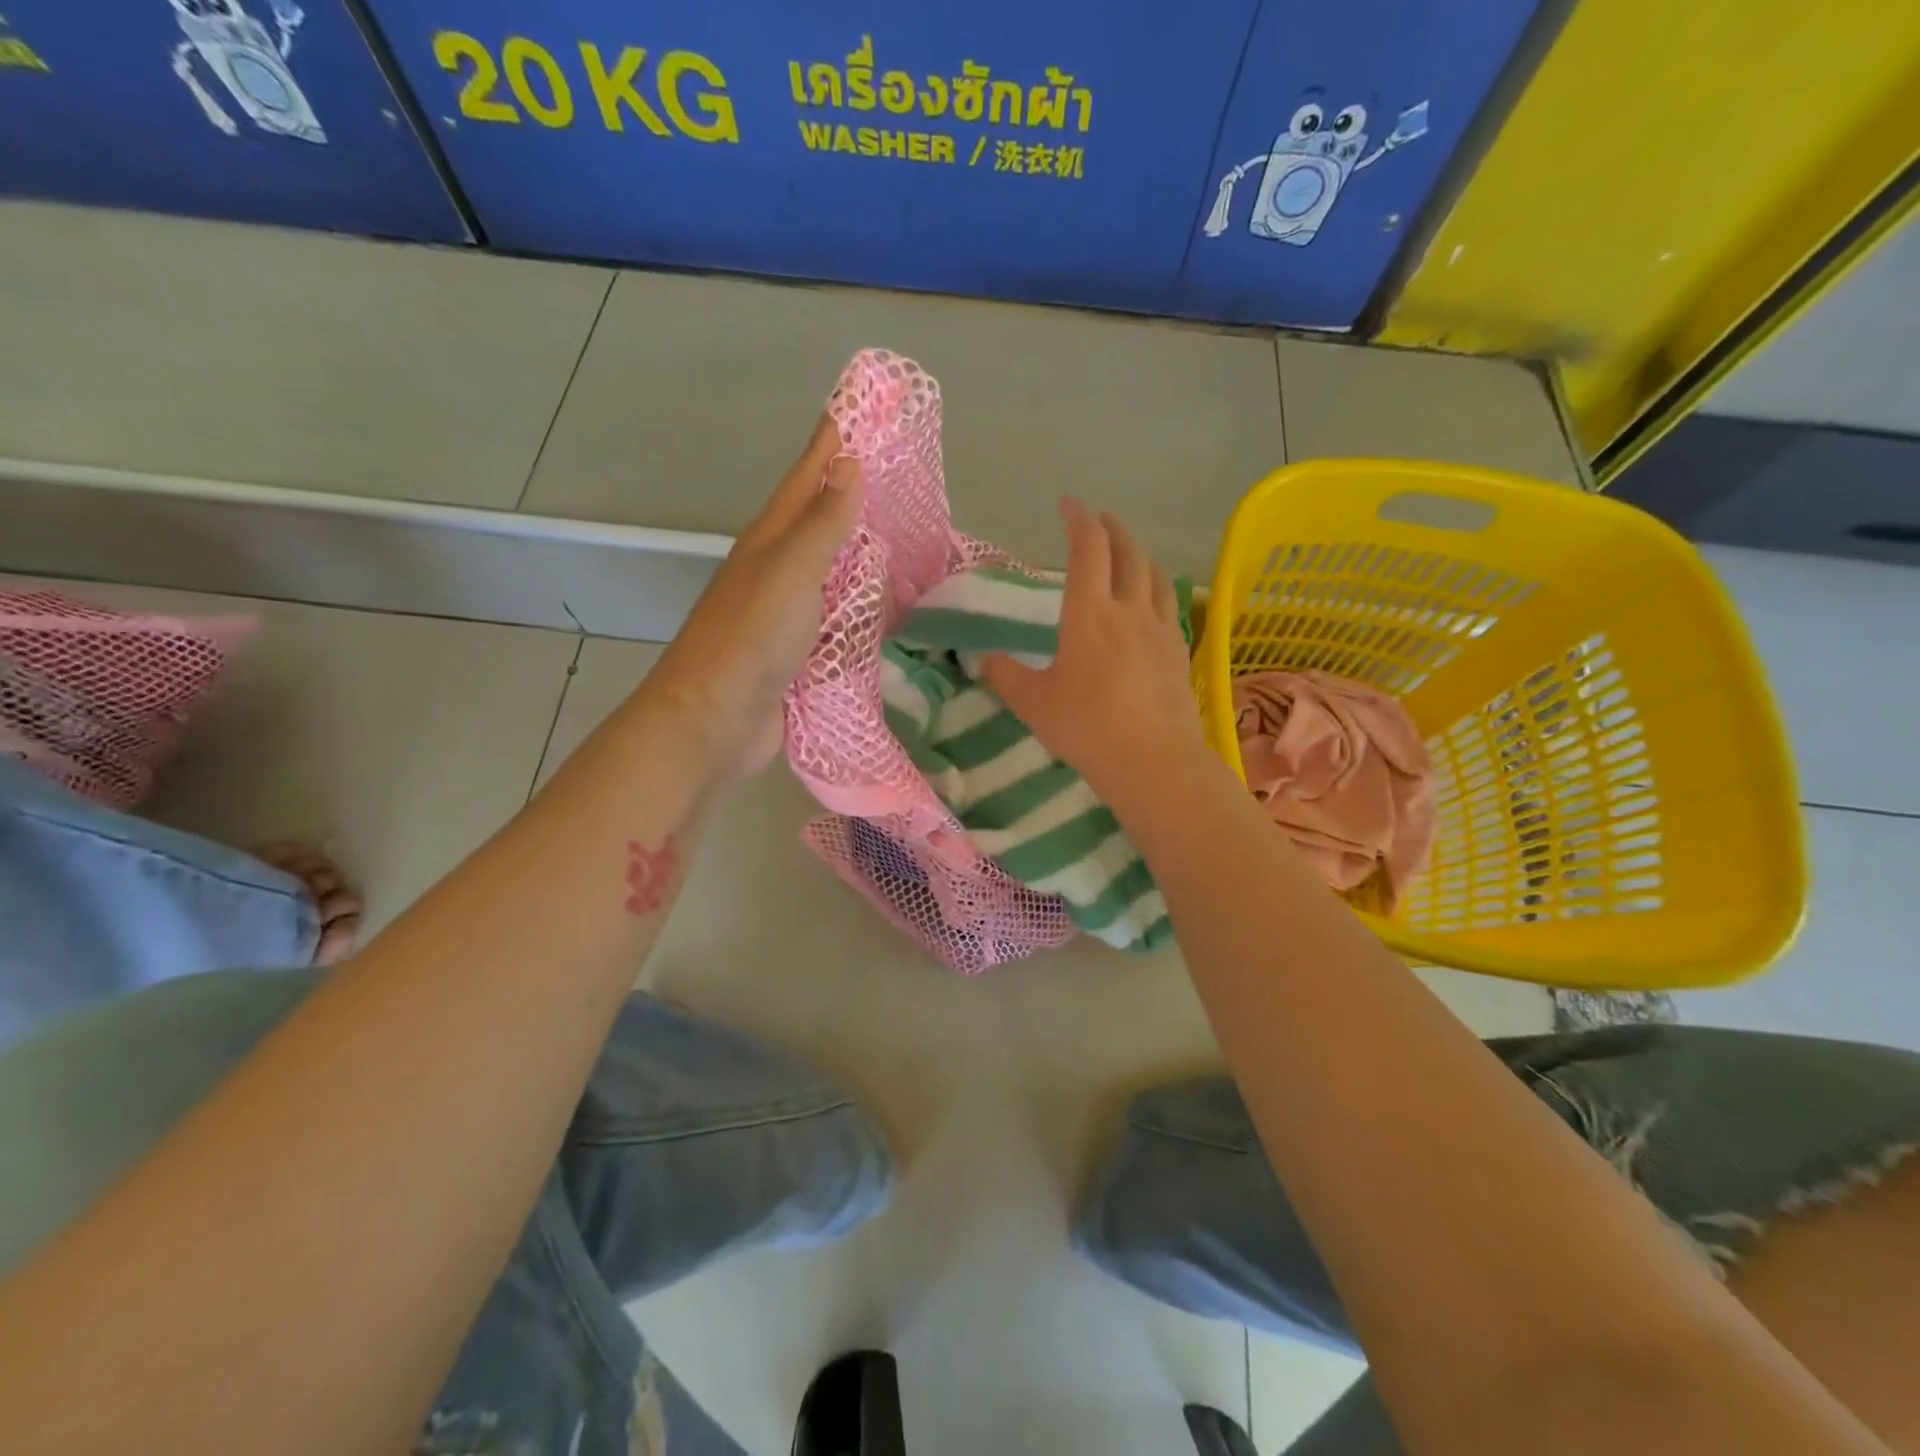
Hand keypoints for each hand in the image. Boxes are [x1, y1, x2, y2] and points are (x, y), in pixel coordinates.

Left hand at [645, 416, 861, 777]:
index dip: (831, 441)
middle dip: (852, 489)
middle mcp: (778, 569)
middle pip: (819, 518)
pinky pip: (839, 614)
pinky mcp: (801, 651)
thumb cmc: (752, 638)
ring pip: (832, 568)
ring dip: (861, 547)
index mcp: (771, 540)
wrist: (715, 720)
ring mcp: (788, 612)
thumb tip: (846, 462)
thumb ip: (822, 523)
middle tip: (896, 467)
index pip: (807, 477)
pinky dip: (863, 601)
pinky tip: (887, 601)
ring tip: (902, 529)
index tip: (859, 405)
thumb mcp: (790, 571)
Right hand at [981, 498, 1206, 800]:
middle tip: (1101, 520)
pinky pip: (1171, 606)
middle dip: (1112, 530)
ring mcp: (1160, 629)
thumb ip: (1006, 676)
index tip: (1069, 504)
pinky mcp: (1178, 653)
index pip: (1086, 549)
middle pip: (1127, 554)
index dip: (1078, 520)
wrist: (1151, 758)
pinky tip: (1156, 601)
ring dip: (1141, 555)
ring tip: (1132, 552)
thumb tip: (987, 660)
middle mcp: (1128, 609)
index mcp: (1088, 612)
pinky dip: (1160, 589)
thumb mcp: (1032, 702)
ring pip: (1156, 576)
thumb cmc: (1084, 726)